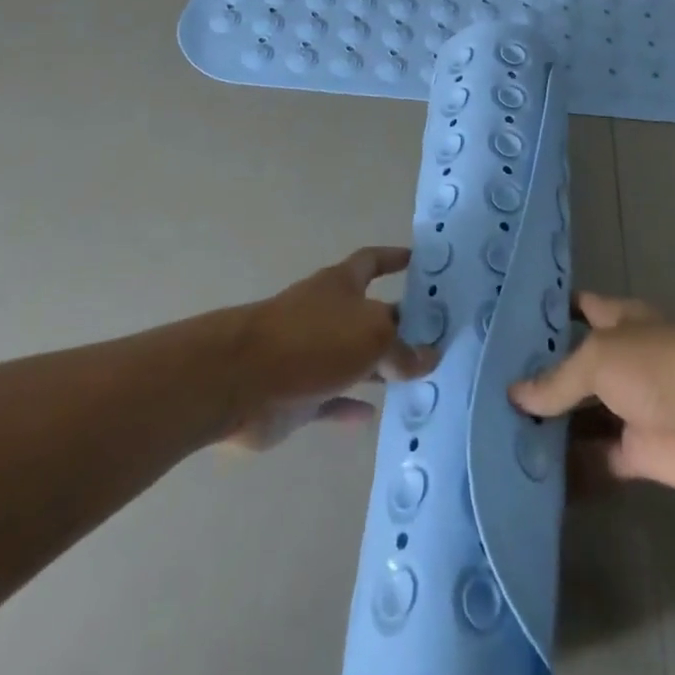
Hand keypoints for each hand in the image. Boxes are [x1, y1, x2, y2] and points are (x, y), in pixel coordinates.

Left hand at [226, 247, 439, 450]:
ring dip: (378, 368)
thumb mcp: (372, 336)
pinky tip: (373, 416)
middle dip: (396, 323)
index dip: (393, 258)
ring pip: (352, 359)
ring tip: (414, 380)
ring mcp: (309, 354)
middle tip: (433, 337)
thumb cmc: (313, 340)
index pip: (372, 261)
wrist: (242, 380)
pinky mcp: (296, 394)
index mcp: (341, 284)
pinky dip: (350, 406)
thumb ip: (403, 349)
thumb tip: (428, 356)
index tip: (415, 260)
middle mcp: (326, 313)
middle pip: (367, 314)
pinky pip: (331, 399)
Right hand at [511, 293, 674, 496]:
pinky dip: (571, 467)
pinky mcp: (638, 452)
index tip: (508, 322)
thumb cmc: (659, 366)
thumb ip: (557, 379)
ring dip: (552, 425)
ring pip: (583, 415)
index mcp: (620, 320)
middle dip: (540, 376)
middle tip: (490, 387)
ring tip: (501, 432)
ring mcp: (631, 407)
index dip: (548, 313)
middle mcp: (623, 359)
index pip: (579, 308)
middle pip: (575, 366)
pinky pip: (596, 458)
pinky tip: (533, 473)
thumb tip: (514, 395)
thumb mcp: (599, 358)